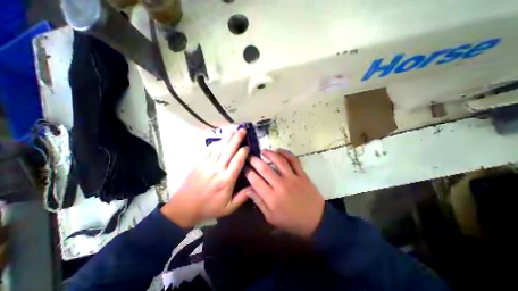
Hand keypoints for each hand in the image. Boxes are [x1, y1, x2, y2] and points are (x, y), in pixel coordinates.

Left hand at [161, 129, 251, 227]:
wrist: (184, 208)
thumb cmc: (209, 208)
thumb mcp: (229, 208)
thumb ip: (242, 197)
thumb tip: (254, 186)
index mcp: (226, 180)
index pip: (237, 161)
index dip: (243, 152)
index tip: (248, 146)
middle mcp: (217, 170)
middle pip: (229, 151)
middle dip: (237, 139)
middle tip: (243, 129)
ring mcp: (207, 165)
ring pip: (219, 148)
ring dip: (227, 138)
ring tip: (233, 129)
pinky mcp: (199, 163)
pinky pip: (208, 150)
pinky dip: (216, 143)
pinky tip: (221, 139)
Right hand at [246, 149, 322, 236]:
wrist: (315, 220)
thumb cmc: (291, 221)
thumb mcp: (271, 218)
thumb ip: (259, 202)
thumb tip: (247, 189)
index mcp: (271, 198)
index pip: (255, 180)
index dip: (248, 172)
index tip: (244, 167)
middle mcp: (280, 185)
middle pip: (264, 168)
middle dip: (254, 160)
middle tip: (250, 156)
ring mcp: (293, 178)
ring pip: (279, 161)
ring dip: (270, 154)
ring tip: (263, 151)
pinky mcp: (302, 174)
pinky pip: (294, 160)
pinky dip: (287, 153)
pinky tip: (280, 150)